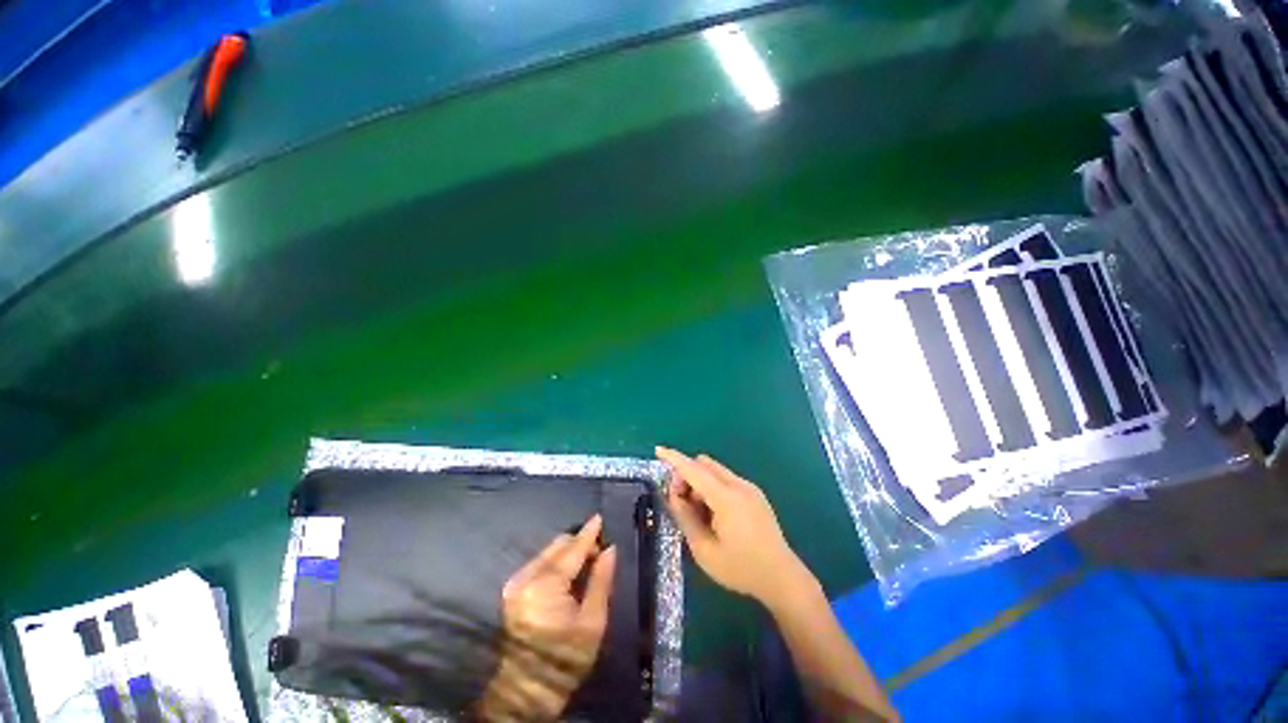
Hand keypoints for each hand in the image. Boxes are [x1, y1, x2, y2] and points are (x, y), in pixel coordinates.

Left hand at [475, 515, 616, 721]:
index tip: (600, 518)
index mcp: (545, 587)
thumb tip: (610, 549)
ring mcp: (516, 583)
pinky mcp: (513, 588)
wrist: (528, 688)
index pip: (572, 550)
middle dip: (579, 543)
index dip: (588, 534)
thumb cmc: (566, 658)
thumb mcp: (592, 622)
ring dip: (568, 552)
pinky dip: (556, 562)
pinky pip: (540, 562)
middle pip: (558, 546)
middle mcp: (526, 578)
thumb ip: (601, 580)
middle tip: (598, 553)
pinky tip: (568, 574)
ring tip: (585, 565)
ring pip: (548, 552)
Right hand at [656, 447, 816, 611]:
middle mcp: (739, 485)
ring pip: (715, 471)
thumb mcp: (704, 550)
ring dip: (700, 482)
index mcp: (726, 498)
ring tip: (699, 512)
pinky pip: (726, 480)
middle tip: (680, 501)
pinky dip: (713, 488)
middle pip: (705, 464)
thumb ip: (685, 518)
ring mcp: (750, 488)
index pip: (694, 470)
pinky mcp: (755, 494)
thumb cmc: (740, 568)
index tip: (658, 450)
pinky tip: (715, 514)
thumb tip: (674, 495)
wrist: (782, 578)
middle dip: (687, 475)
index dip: (674, 459)